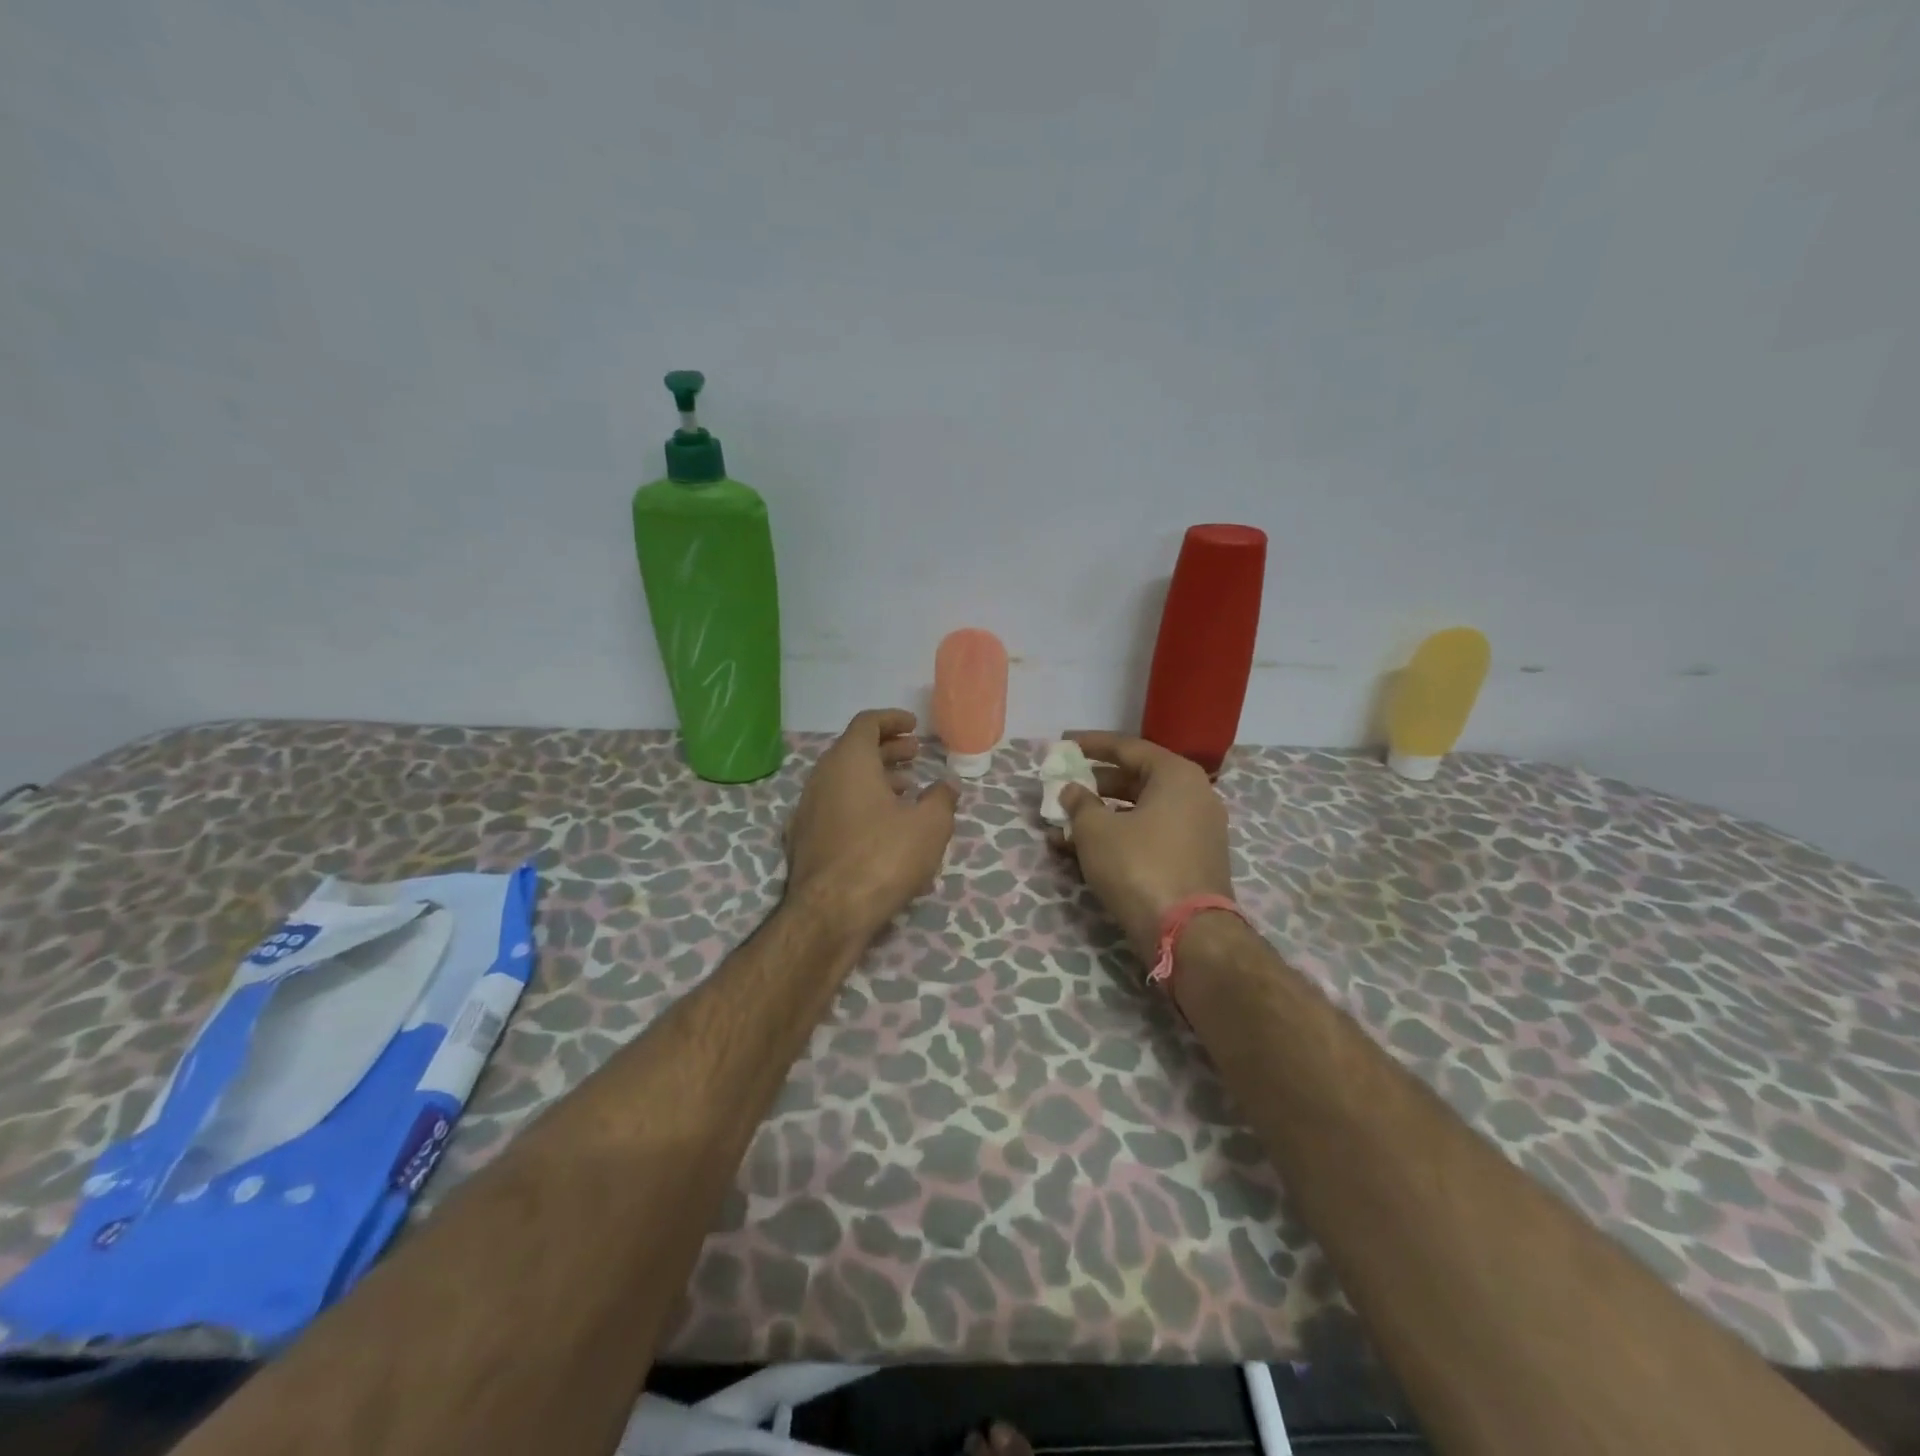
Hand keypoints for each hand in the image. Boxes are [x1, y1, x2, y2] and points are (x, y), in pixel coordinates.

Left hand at [785, 709, 958, 935]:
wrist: (829, 914)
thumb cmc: (883, 858)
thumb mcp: (929, 826)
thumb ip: (941, 799)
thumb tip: (948, 785)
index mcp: (848, 761)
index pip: (867, 723)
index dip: (893, 720)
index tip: (914, 727)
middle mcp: (821, 777)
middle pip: (854, 750)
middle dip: (887, 750)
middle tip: (915, 755)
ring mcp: (807, 810)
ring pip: (844, 781)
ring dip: (875, 779)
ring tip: (906, 791)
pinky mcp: (804, 839)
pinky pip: (836, 808)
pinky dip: (861, 805)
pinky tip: (884, 829)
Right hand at [1050, 731, 1235, 964]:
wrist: (1188, 933)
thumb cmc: (1139, 866)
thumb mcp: (1096, 831)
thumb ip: (1079, 803)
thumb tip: (1072, 790)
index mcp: (1176, 775)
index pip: (1128, 747)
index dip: (1091, 744)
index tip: (1064, 743)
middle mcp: (1194, 796)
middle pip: (1135, 779)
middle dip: (1094, 785)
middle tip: (1063, 787)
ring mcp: (1197, 830)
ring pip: (1139, 812)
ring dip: (1100, 816)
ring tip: (1062, 826)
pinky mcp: (1192, 860)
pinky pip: (1149, 836)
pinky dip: (1118, 837)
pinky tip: (1082, 851)